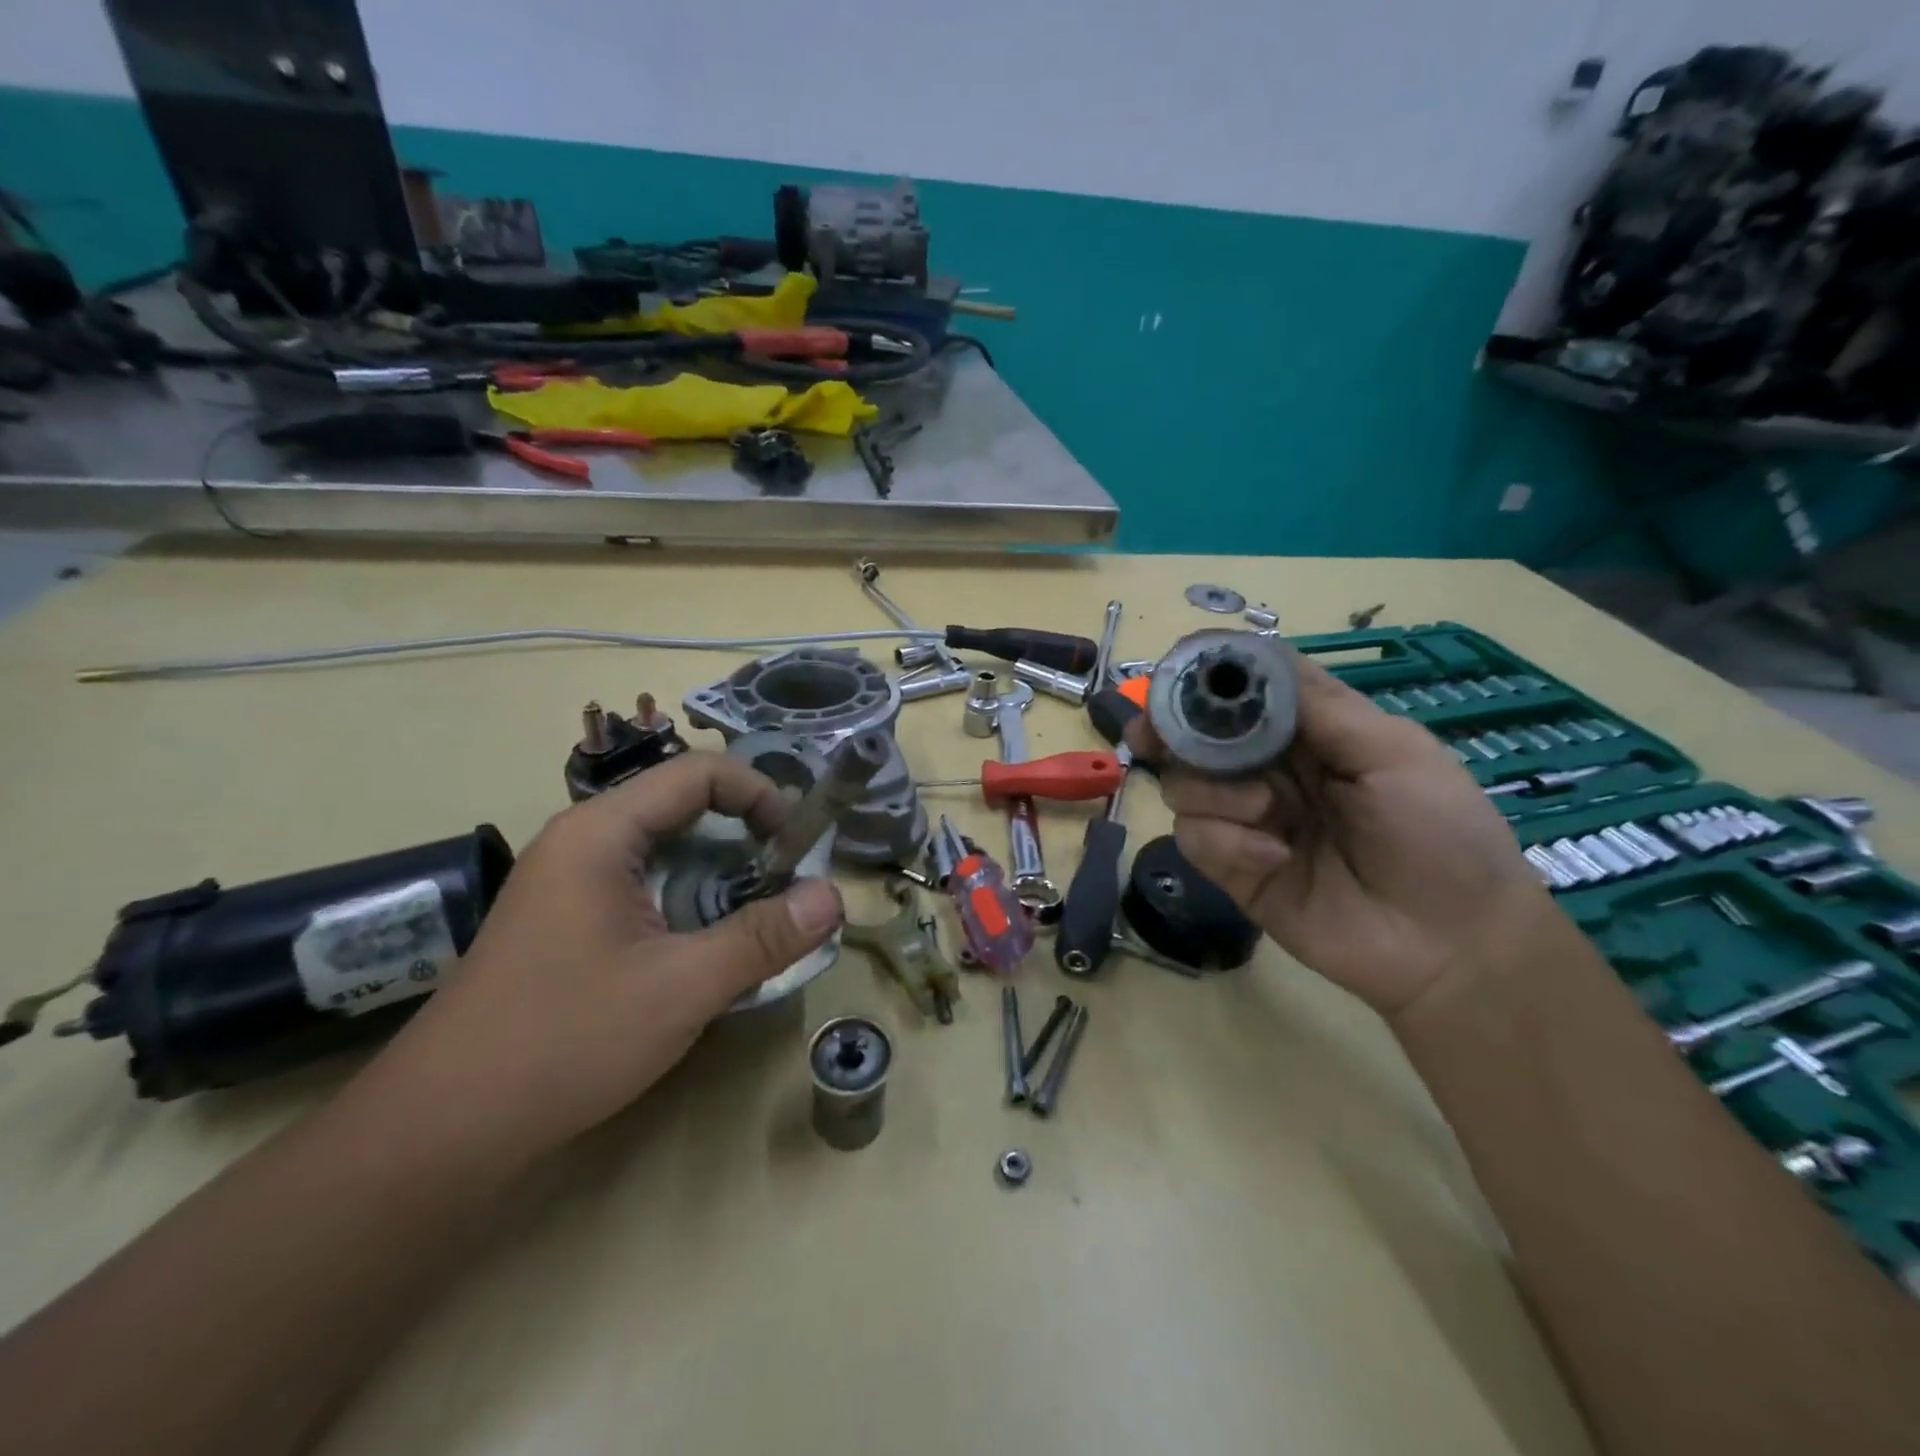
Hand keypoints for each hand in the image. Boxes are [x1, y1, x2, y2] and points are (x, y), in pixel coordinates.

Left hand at [362, 752, 843, 1165]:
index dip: (758, 793)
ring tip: (757, 914)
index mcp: (600, 834)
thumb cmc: (563, 1042)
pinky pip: (644, 885)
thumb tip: (834, 896)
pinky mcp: (567, 921)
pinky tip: (706, 946)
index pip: (697, 773)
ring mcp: (568, 882)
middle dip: (744, 833)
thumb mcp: (681, 989)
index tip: (795, 843)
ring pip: (664, 849)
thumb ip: (763, 938)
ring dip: (719, 871)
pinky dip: (689, 899)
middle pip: (681, 805)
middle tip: (786, 879)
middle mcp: (581, 842)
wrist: (440, 1131)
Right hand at [1126, 655, 1550, 1019]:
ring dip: (1213, 792)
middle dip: (1170, 730)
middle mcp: (1268, 769)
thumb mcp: (1395, 754)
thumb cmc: (1439, 834)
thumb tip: (1254, 659)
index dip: (1208, 677)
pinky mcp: (1233, 866)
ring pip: (1184, 785)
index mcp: (1309, 734)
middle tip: (1149, 734)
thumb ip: (1322, 708)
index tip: (1177, 672)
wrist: (1450, 945)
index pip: (1246, 692)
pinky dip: (1226, 842)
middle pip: (1197, 736)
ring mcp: (1246, 819)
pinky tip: (1275, 858)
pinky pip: (1195, 838)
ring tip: (1267, 811)